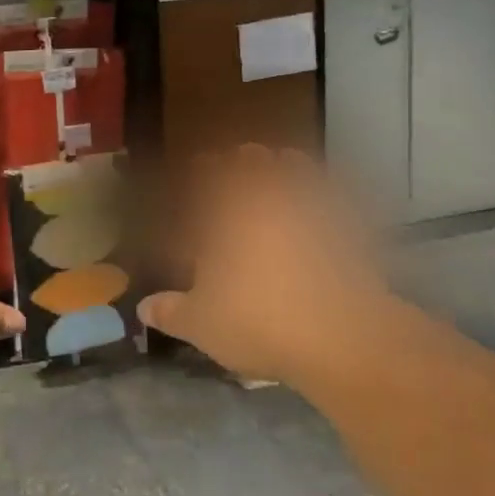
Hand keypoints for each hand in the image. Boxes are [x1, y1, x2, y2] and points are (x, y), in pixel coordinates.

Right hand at [136, 145, 400, 391]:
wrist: (342, 337)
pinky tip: (326, 202)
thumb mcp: (202, 324)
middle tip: (242, 158)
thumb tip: (143, 309)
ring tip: (283, 167)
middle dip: (245, 159)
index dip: (203, 169)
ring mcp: (314, 209)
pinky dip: (328, 191)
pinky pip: (337, 195)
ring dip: (288, 166)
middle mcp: (269, 200)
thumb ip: (171, 312)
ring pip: (298, 169)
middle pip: (255, 163)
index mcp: (228, 214)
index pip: (210, 177)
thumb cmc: (258, 321)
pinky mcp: (351, 227)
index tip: (200, 164)